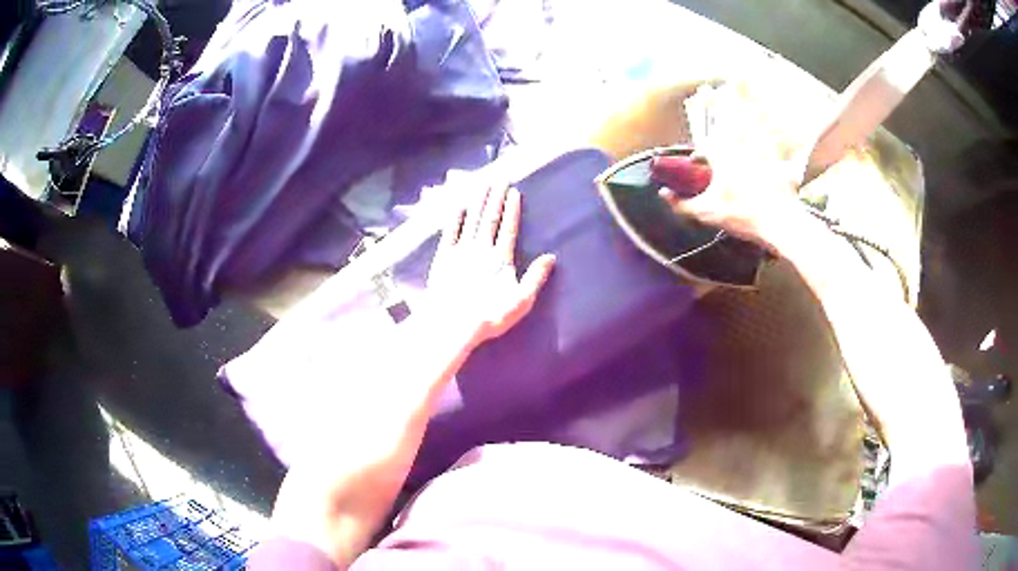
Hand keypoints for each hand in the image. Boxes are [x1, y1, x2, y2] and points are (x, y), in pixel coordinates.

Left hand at [426, 185, 555, 345]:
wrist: (453, 323)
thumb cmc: (490, 316)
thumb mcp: (521, 301)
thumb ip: (535, 277)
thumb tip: (551, 256)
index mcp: (501, 258)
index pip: (508, 228)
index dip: (512, 209)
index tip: (514, 191)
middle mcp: (481, 249)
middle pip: (490, 218)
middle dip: (495, 197)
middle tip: (499, 178)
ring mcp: (460, 251)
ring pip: (471, 220)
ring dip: (477, 201)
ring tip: (482, 184)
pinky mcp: (443, 258)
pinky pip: (449, 232)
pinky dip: (454, 218)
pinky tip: (458, 206)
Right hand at [653, 88, 814, 250]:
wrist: (779, 222)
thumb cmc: (742, 216)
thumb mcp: (707, 213)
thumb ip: (682, 204)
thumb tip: (663, 194)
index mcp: (720, 157)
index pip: (705, 127)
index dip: (698, 110)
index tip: (694, 95)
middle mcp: (739, 146)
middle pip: (727, 117)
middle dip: (719, 100)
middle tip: (714, 85)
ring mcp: (758, 148)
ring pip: (746, 120)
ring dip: (739, 105)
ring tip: (735, 90)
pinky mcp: (774, 156)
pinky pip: (764, 134)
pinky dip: (759, 124)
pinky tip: (759, 119)